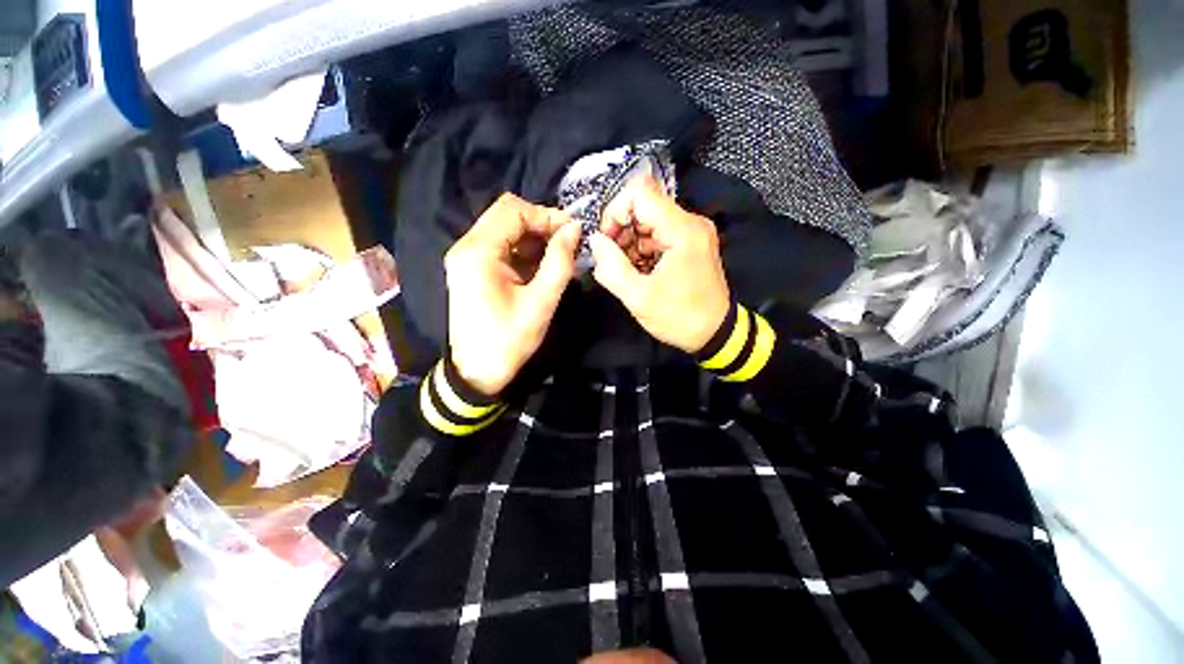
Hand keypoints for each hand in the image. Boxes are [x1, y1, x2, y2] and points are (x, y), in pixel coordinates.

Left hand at [445, 193, 580, 395]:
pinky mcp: (472, 269)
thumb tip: (574, 229)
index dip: (546, 215)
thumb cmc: (509, 340)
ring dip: (533, 238)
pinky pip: (500, 247)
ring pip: (504, 229)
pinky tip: (541, 266)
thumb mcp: (541, 302)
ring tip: (559, 256)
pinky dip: (523, 250)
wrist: (477, 372)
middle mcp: (467, 246)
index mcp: (479, 252)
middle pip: (507, 215)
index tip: (572, 232)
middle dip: (541, 224)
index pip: (513, 210)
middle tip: (568, 243)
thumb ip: (559, 261)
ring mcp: (467, 257)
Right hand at [591, 175, 730, 352]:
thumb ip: (611, 267)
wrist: (714, 333)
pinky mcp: (689, 243)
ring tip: (625, 269)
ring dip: (629, 241)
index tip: (606, 240)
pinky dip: (641, 248)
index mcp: (682, 230)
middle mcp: (690, 223)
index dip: (615, 211)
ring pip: (648, 220)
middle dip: (620, 230)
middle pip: (643, 205)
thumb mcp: (639, 298)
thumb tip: (595, 241)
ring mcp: (691, 232)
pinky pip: (657, 233)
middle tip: (612, 259)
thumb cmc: (679, 318)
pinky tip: (637, 270)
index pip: (640, 193)